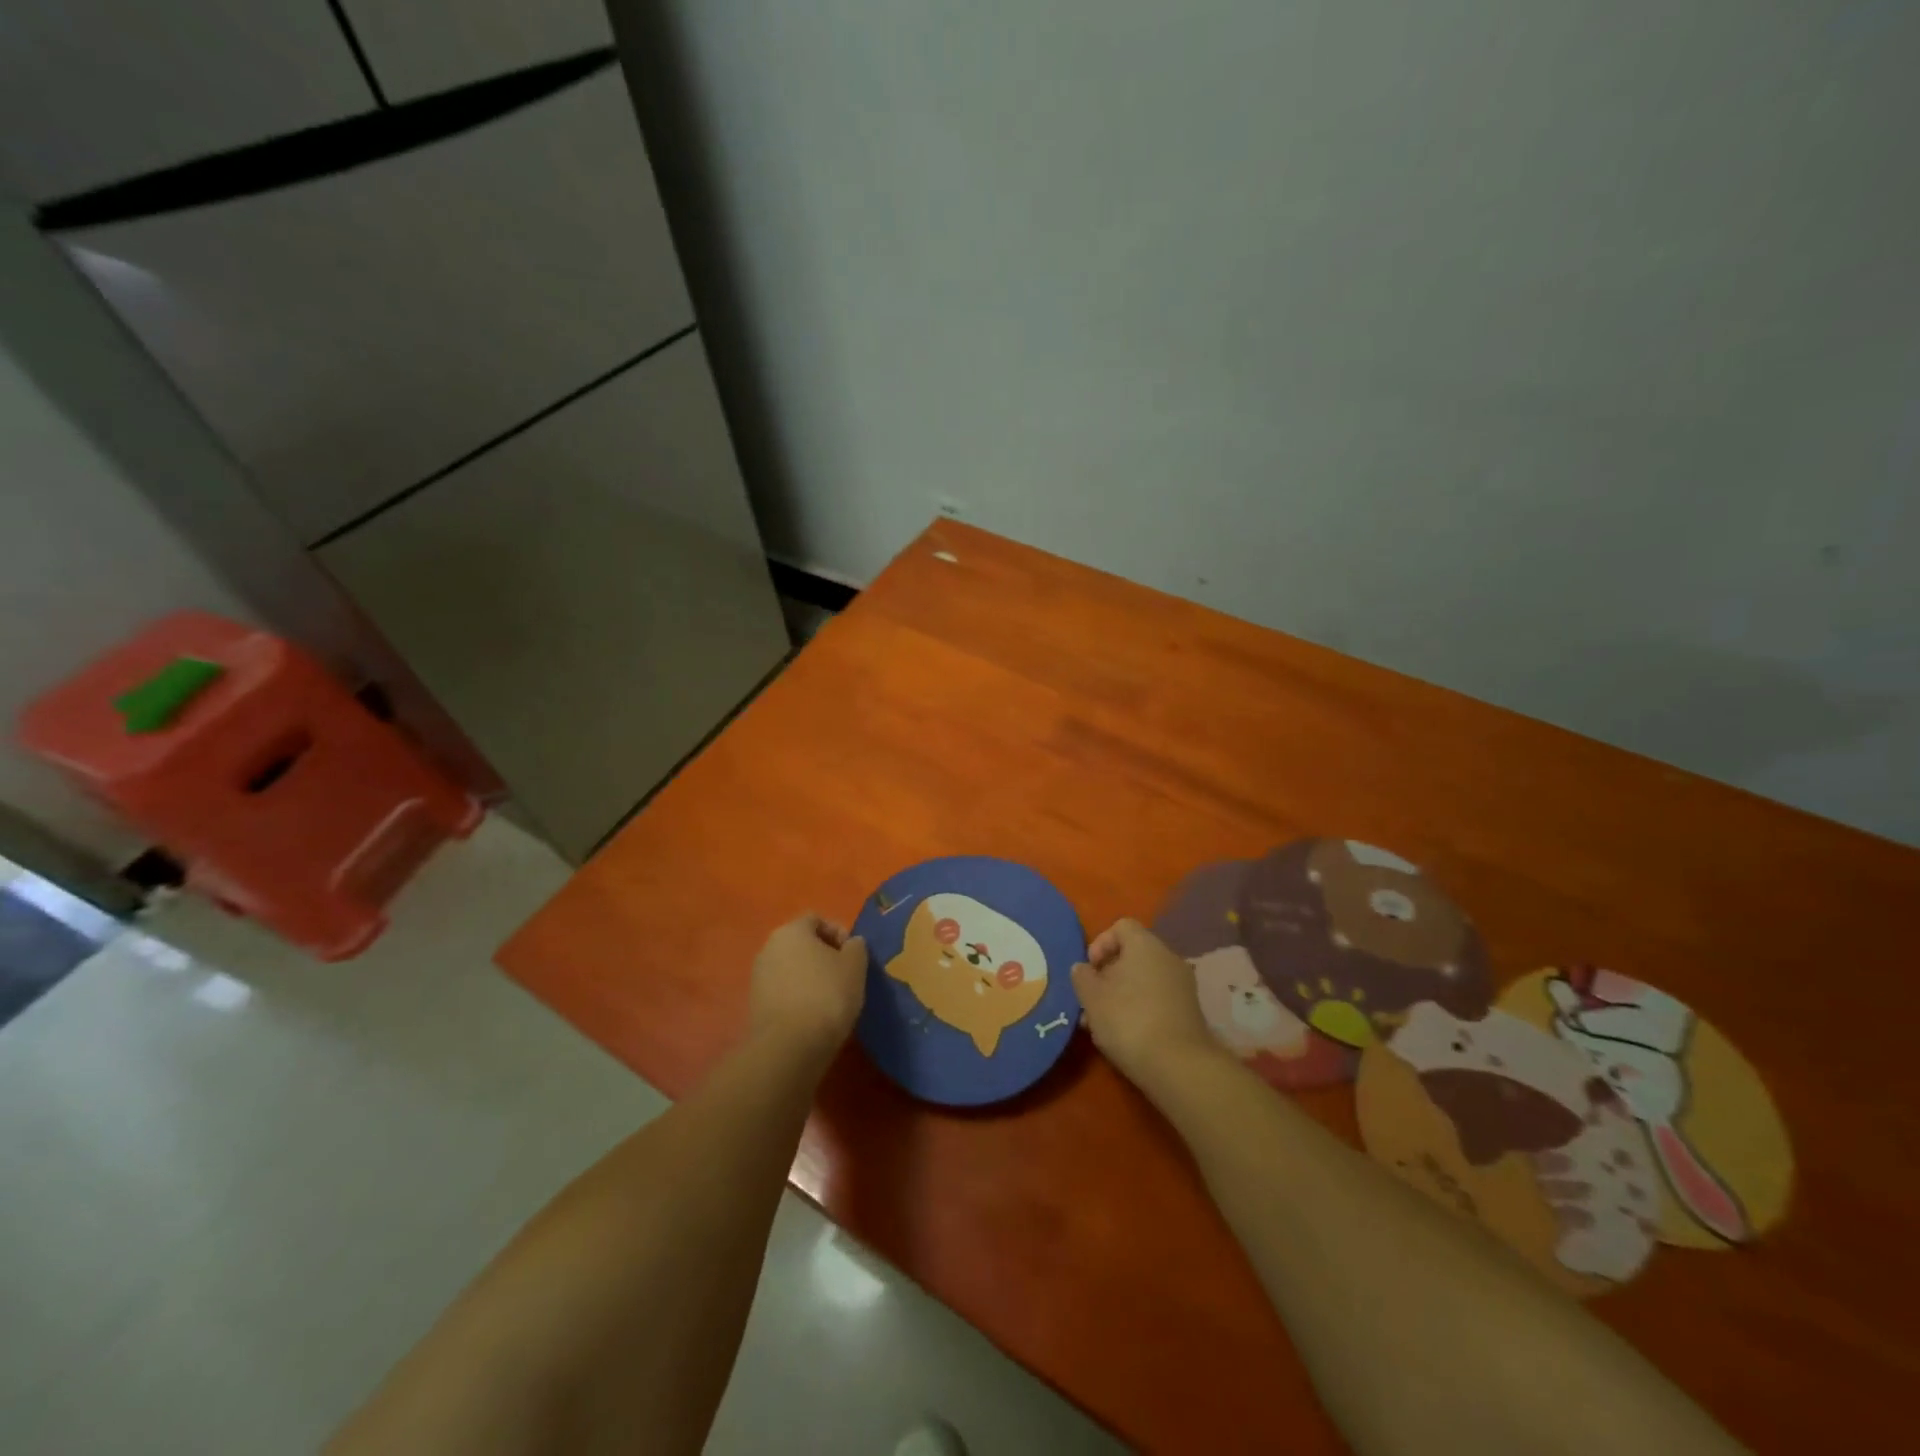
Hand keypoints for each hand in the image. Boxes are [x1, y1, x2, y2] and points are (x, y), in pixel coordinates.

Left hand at [749, 913, 867, 1061]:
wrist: (789, 1046)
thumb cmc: (827, 995)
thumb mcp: (855, 965)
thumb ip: (856, 946)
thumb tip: (851, 944)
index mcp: (791, 930)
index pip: (816, 919)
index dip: (838, 932)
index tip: (853, 954)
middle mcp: (769, 947)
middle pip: (801, 943)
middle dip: (823, 955)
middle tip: (845, 975)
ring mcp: (758, 976)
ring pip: (791, 967)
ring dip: (810, 976)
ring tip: (831, 998)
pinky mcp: (755, 1004)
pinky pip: (783, 990)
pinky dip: (798, 996)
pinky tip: (814, 1015)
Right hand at [1072, 918, 1225, 1093]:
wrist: (1178, 1066)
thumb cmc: (1128, 1019)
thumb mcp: (1092, 997)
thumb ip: (1082, 977)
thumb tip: (1083, 968)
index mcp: (1145, 945)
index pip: (1121, 926)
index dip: (1100, 943)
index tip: (1089, 969)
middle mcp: (1168, 958)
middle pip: (1132, 955)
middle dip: (1108, 975)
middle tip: (1091, 1000)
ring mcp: (1182, 986)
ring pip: (1143, 980)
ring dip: (1121, 995)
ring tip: (1101, 1024)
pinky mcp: (1189, 1012)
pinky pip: (1157, 999)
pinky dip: (1139, 1009)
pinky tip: (1125, 1035)